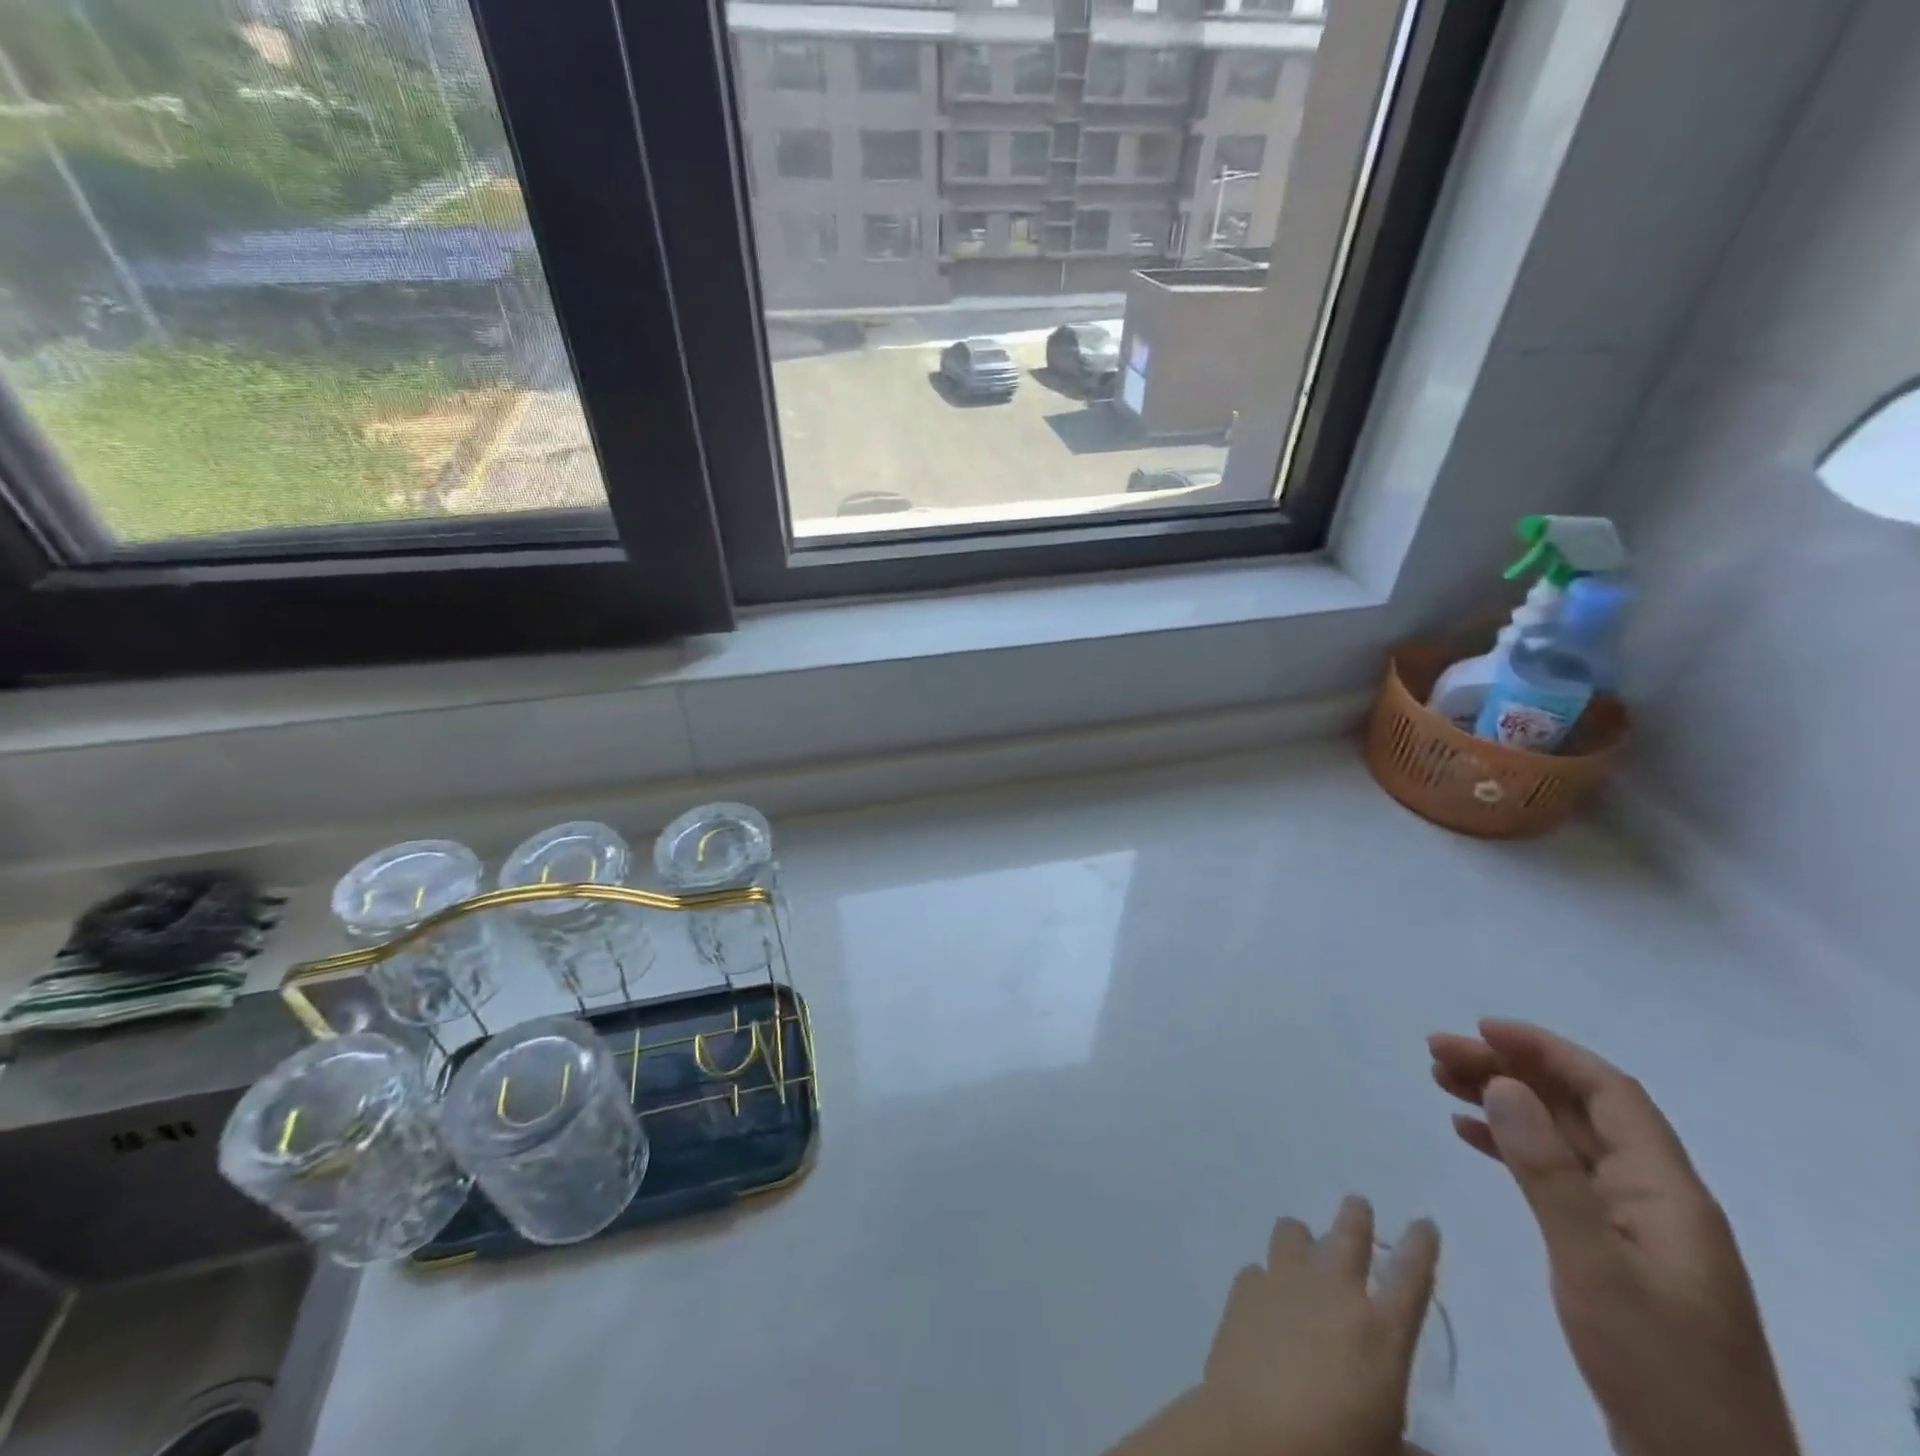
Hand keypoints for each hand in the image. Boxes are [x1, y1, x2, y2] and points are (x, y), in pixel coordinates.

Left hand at [1107, 1197, 1438, 1455]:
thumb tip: (1420, 1453)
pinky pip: (1258, 1270)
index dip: (1420, 1246)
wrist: (1253, 1437)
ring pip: (1294, 1232)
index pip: (1411, 1278)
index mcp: (1381, 1332)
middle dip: (1356, 1216)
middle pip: (1349, 1234)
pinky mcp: (1245, 1288)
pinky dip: (1266, 1280)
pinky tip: (1265, 1301)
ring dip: (1303, 1239)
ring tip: (1304, 1248)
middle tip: (1358, 1207)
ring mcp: (1284, 1281)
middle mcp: (1334, 1291)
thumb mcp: (1386, 1453)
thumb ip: (1407, 1446)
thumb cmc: (1335, 1451)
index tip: (1423, 1223)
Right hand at [1429, 1020, 1798, 1455]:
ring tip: (1439, 1081)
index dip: (1546, 1050)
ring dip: (1504, 1103)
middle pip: (1576, 1108)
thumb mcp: (1592, 1263)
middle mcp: (1653, 1194)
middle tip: (1436, 1054)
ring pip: (1562, 1136)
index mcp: (1666, 1189)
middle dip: (1508, 1071)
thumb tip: (1504, 1084)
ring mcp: (1633, 1223)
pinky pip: (1556, 1173)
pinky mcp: (1611, 1249)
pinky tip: (1468, 1134)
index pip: (1608, 1091)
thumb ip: (1546, 1169)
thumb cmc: (1654, 1363)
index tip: (1481, 1029)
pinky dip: (1511, 1146)